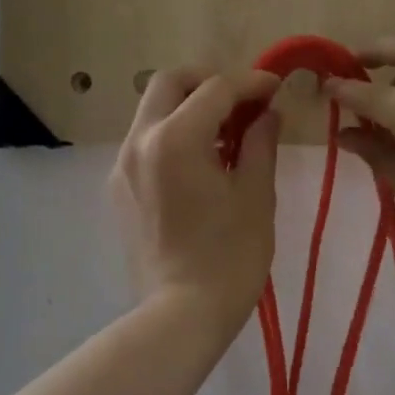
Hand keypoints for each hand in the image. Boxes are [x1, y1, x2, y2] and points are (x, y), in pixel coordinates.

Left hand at [111, 68, 281, 339]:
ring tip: (225, 133)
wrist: (181, 313)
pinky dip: (172, 133)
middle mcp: (140, 140)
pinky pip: (145, 140)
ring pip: (152, 109)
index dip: (250, 83)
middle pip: (169, 83)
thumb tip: (266, 112)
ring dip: (188, 106)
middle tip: (241, 101)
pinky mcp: (119, 187)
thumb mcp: (256, 195)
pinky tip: (200, 161)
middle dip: (207, 81)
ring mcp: (123, 164)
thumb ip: (260, 142)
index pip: (215, 89)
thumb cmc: (229, 256)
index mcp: (176, 138)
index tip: (275, 88)